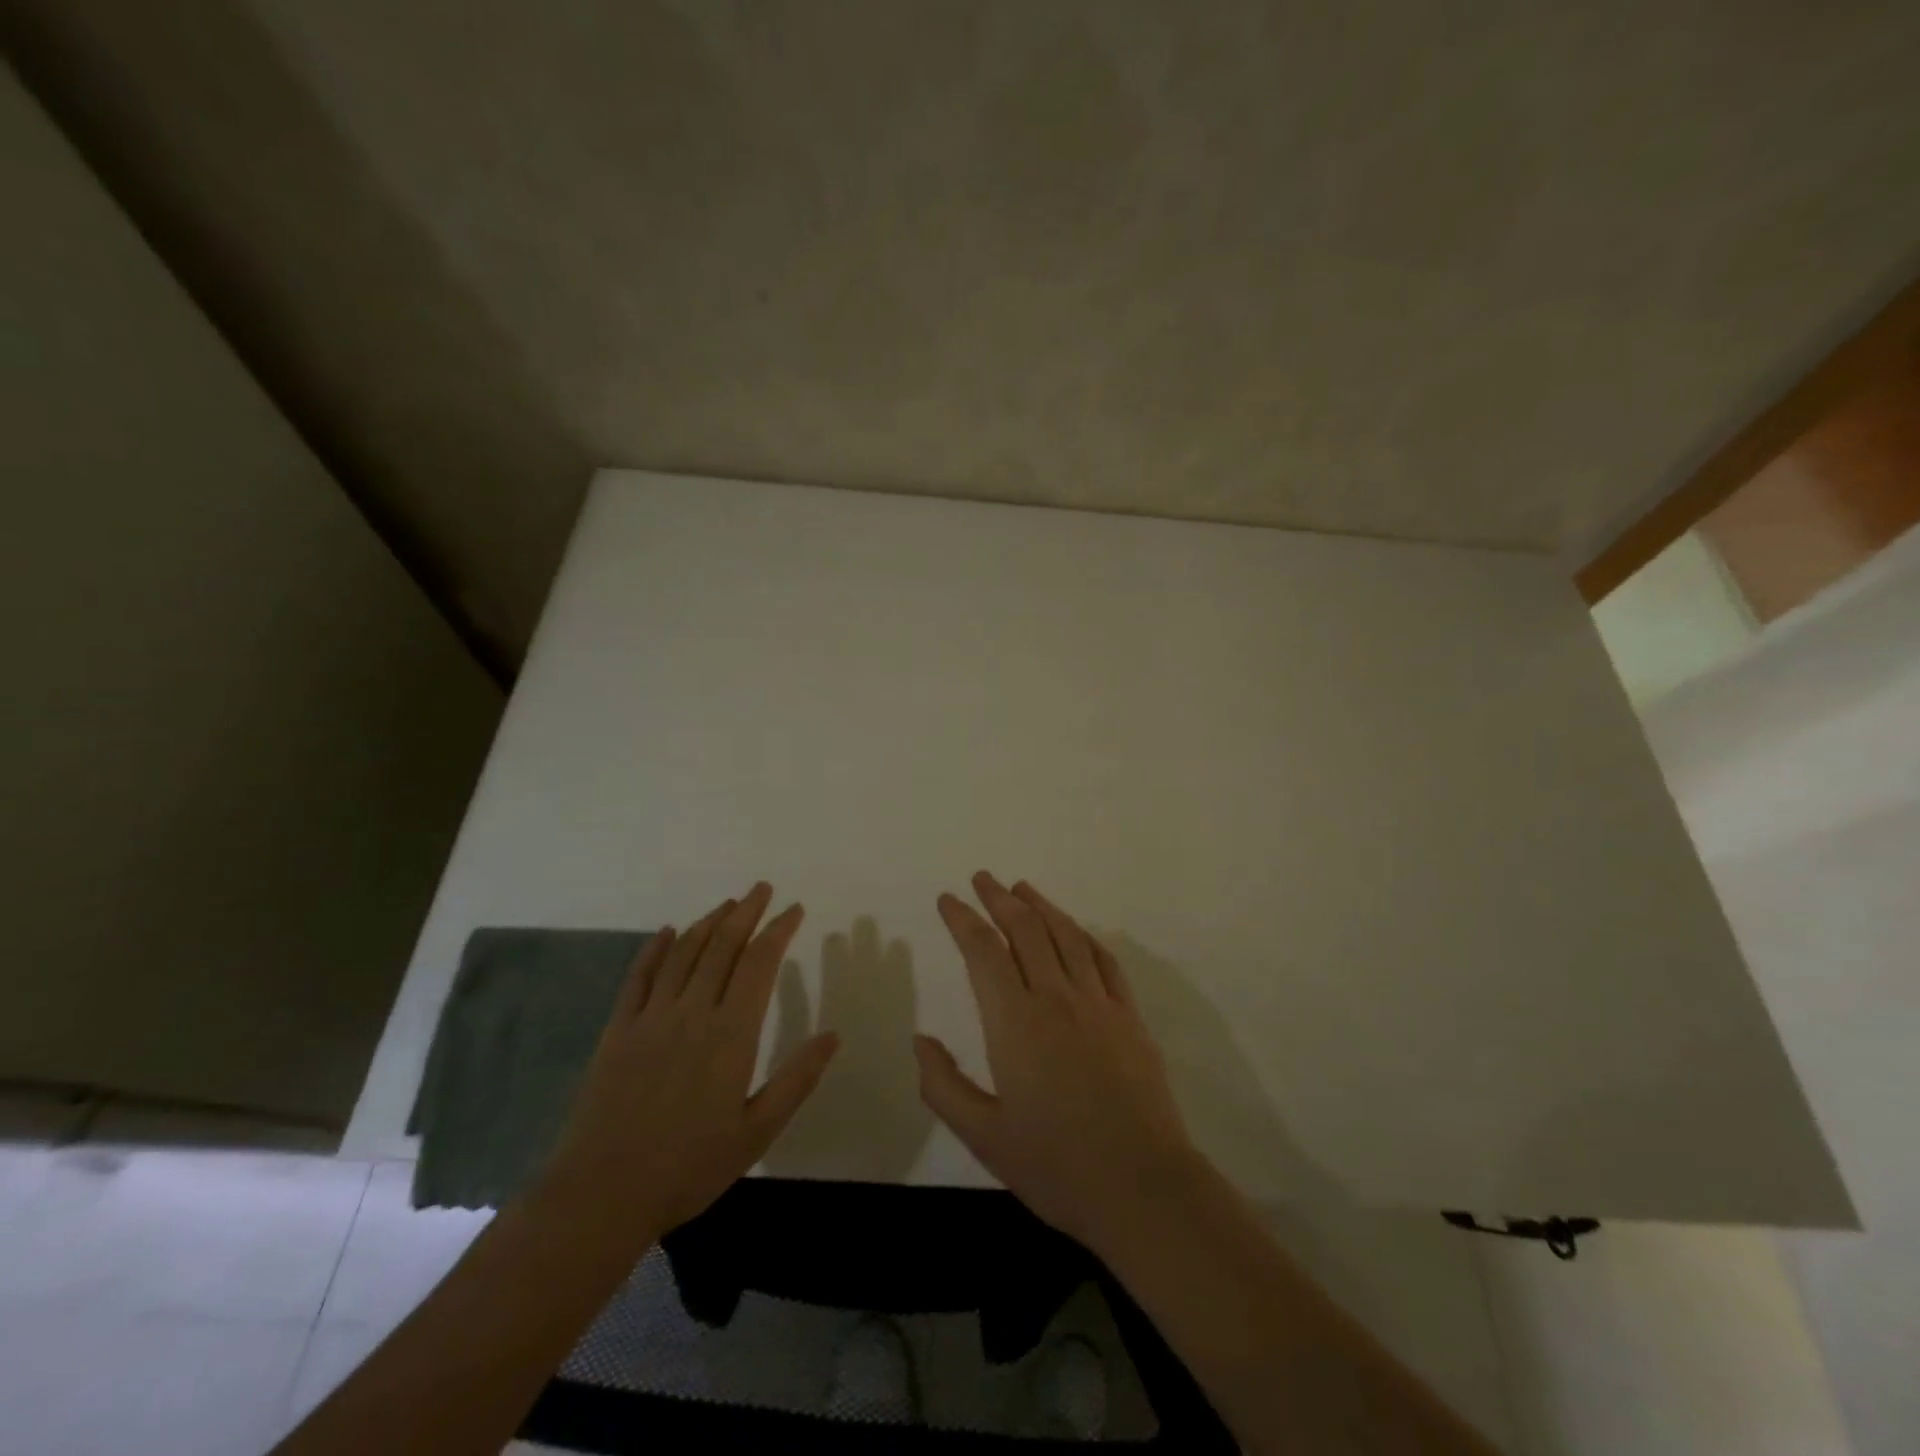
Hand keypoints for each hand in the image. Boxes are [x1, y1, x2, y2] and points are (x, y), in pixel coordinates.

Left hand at [539, 883, 839, 1244]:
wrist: (602, 1194)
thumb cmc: (689, 1167)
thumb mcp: (757, 1131)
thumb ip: (796, 1079)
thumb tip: (834, 1035)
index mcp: (731, 1033)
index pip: (760, 963)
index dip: (779, 930)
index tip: (794, 909)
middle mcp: (692, 1011)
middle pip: (723, 946)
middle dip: (746, 912)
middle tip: (762, 889)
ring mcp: (651, 1017)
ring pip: (684, 953)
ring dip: (708, 923)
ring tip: (727, 905)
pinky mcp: (618, 1030)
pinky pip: (639, 977)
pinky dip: (655, 949)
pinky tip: (666, 932)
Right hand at [916, 872, 1204, 1252]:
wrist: (1143, 1187)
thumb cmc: (1056, 1165)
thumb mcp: (984, 1136)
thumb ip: (944, 1085)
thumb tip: (921, 1040)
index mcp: (1015, 1022)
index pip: (983, 951)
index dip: (962, 919)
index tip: (948, 899)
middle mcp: (1056, 998)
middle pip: (1025, 929)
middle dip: (999, 898)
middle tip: (982, 879)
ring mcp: (1098, 1003)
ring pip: (1066, 935)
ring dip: (1041, 906)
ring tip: (1022, 888)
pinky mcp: (1129, 1017)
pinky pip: (1103, 959)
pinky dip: (1083, 935)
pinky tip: (1074, 930)